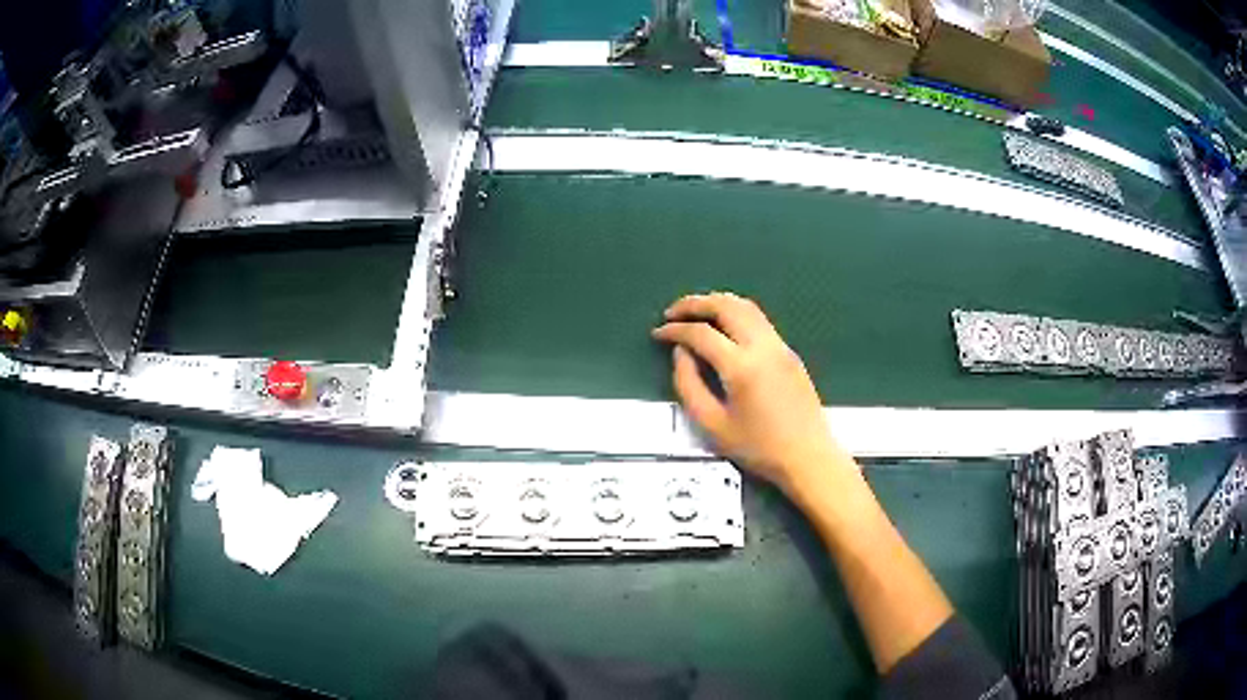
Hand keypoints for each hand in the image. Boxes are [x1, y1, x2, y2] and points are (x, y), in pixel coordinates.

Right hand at [652, 293, 845, 492]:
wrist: (807, 457)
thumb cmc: (758, 448)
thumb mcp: (712, 425)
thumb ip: (689, 385)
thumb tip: (680, 353)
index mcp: (741, 366)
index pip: (701, 333)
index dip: (675, 330)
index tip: (657, 333)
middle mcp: (762, 346)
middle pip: (726, 306)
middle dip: (695, 303)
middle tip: (673, 313)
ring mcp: (779, 346)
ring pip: (745, 306)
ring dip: (717, 303)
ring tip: (695, 314)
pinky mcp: (789, 352)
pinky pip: (759, 319)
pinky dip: (735, 313)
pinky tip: (723, 328)